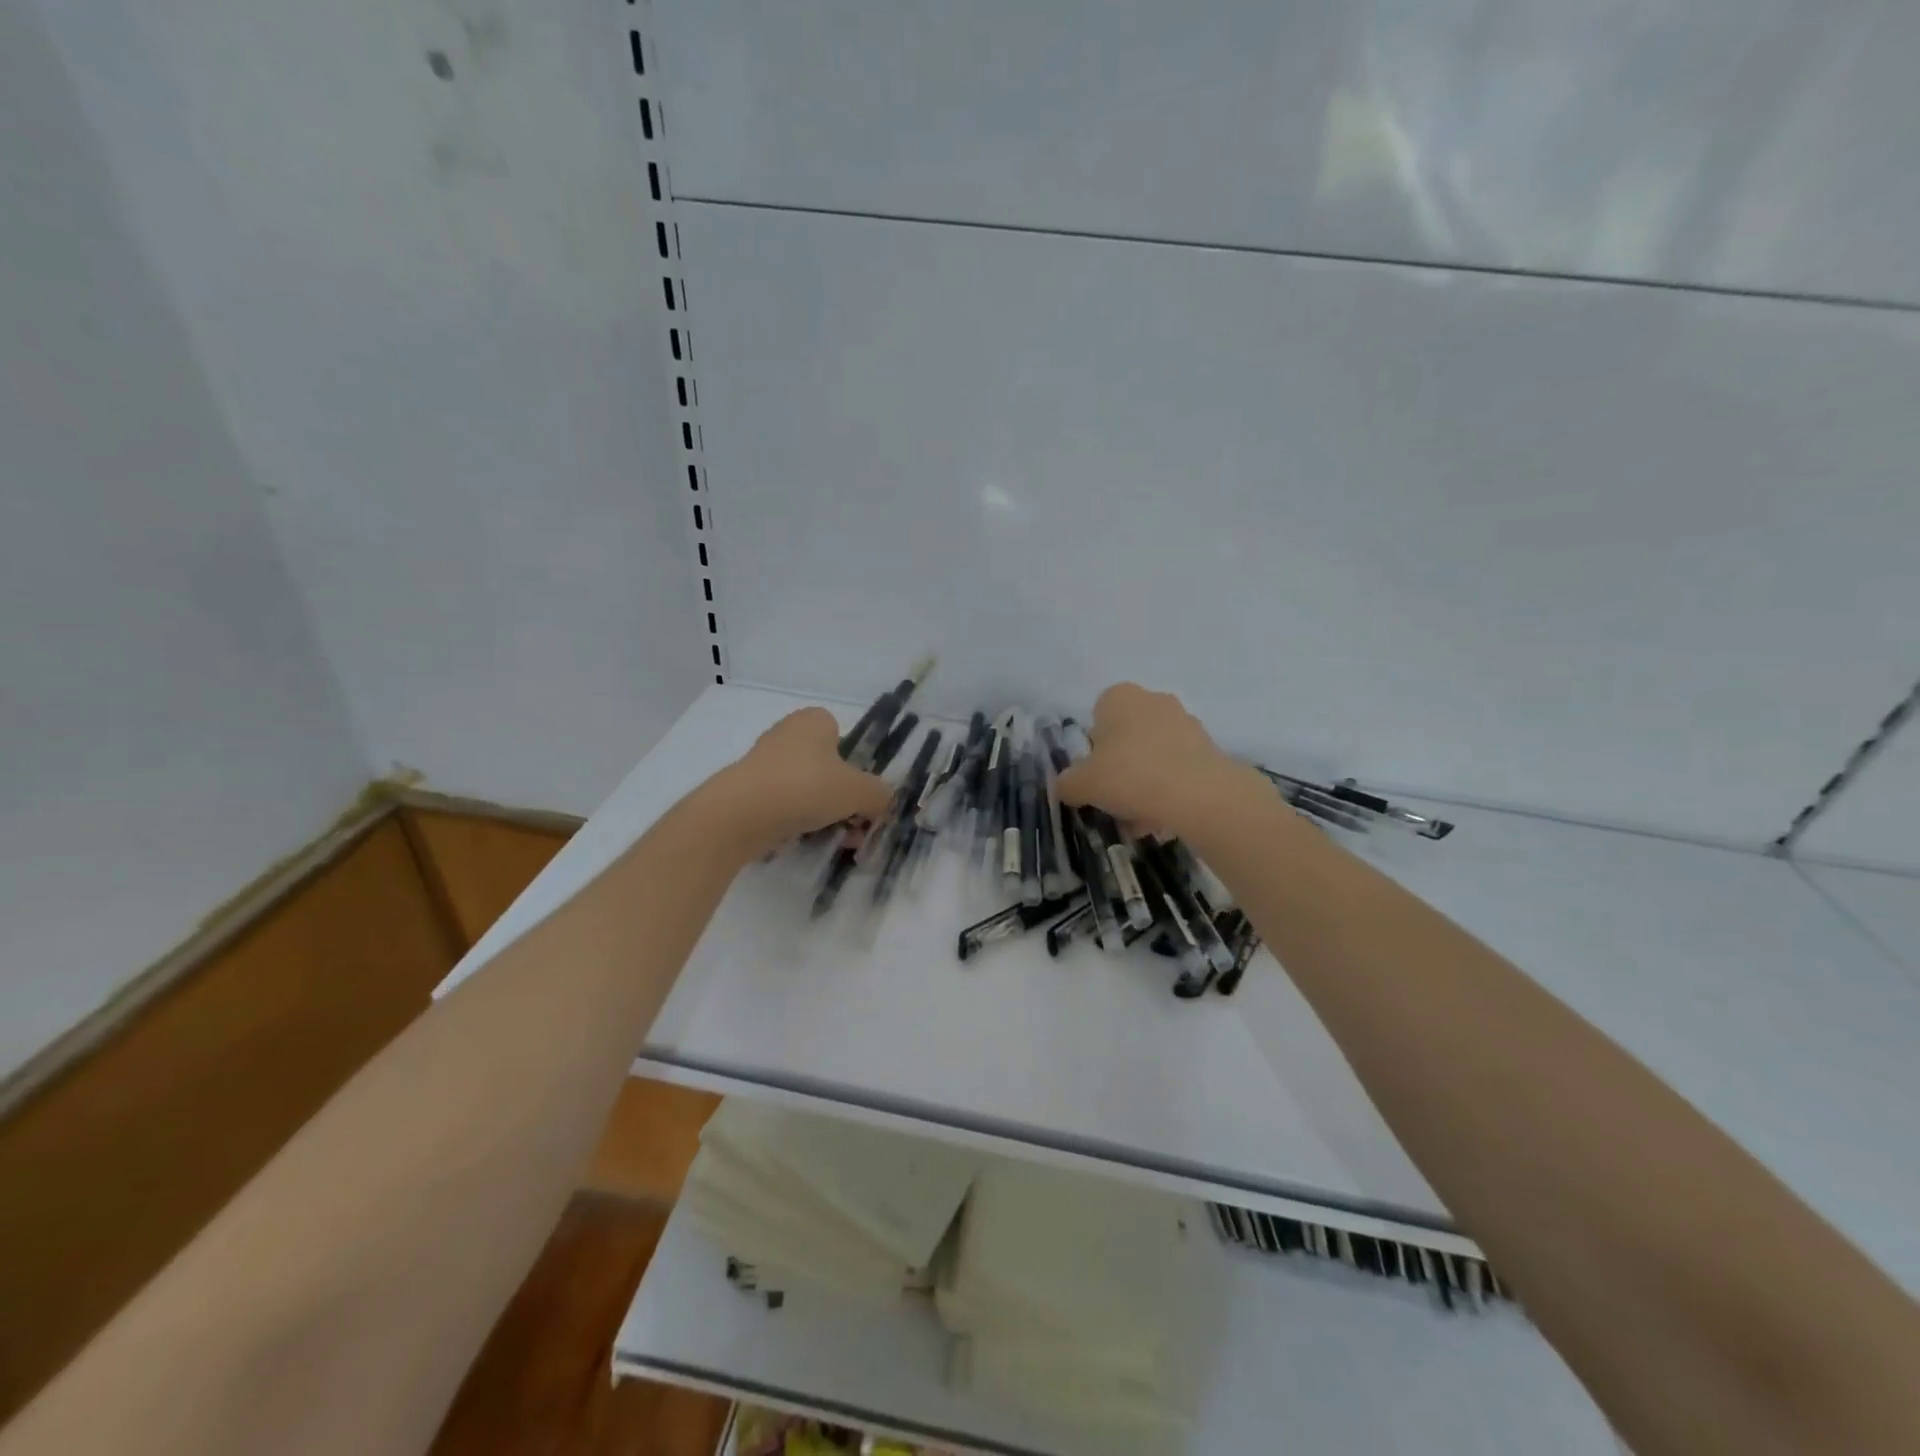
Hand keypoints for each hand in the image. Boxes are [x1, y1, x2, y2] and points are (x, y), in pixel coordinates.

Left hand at [709, 707, 895, 857]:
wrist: (738, 816)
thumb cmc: (805, 788)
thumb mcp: (859, 792)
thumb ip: (880, 795)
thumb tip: (882, 802)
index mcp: (814, 720)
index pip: (845, 738)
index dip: (857, 768)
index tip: (861, 796)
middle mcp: (787, 733)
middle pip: (829, 768)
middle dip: (844, 799)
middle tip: (854, 827)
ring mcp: (763, 762)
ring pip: (807, 789)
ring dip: (824, 814)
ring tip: (833, 841)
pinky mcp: (747, 790)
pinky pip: (783, 804)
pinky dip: (796, 821)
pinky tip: (802, 841)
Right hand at [1055, 683, 1263, 836]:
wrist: (1197, 794)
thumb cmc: (1129, 776)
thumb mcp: (1082, 784)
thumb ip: (1068, 783)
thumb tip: (1065, 787)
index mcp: (1119, 697)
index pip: (1097, 719)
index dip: (1093, 752)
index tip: (1096, 779)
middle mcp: (1153, 700)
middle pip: (1127, 738)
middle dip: (1122, 768)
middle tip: (1116, 801)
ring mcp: (1186, 721)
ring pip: (1154, 755)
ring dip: (1146, 783)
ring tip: (1142, 820)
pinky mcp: (1209, 747)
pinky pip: (1179, 768)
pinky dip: (1170, 790)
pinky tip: (1165, 818)